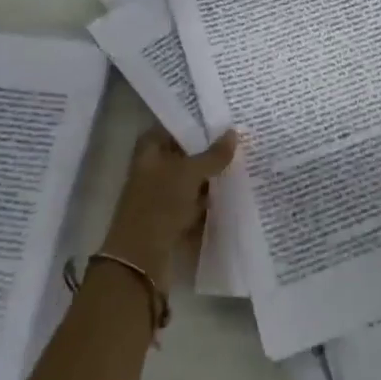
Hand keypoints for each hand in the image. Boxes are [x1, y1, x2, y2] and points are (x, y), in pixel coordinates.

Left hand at [100, 127, 237, 284]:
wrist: (140, 259)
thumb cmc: (159, 205)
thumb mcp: (190, 173)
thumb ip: (213, 154)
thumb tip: (233, 133)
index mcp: (149, 151)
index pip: (172, 128)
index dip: (194, 123)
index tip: (221, 120)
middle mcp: (152, 169)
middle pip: (183, 154)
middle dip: (207, 150)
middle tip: (238, 140)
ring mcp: (159, 195)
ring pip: (190, 179)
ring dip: (210, 176)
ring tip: (240, 164)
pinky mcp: (169, 217)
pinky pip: (193, 201)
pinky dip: (207, 199)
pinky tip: (230, 193)